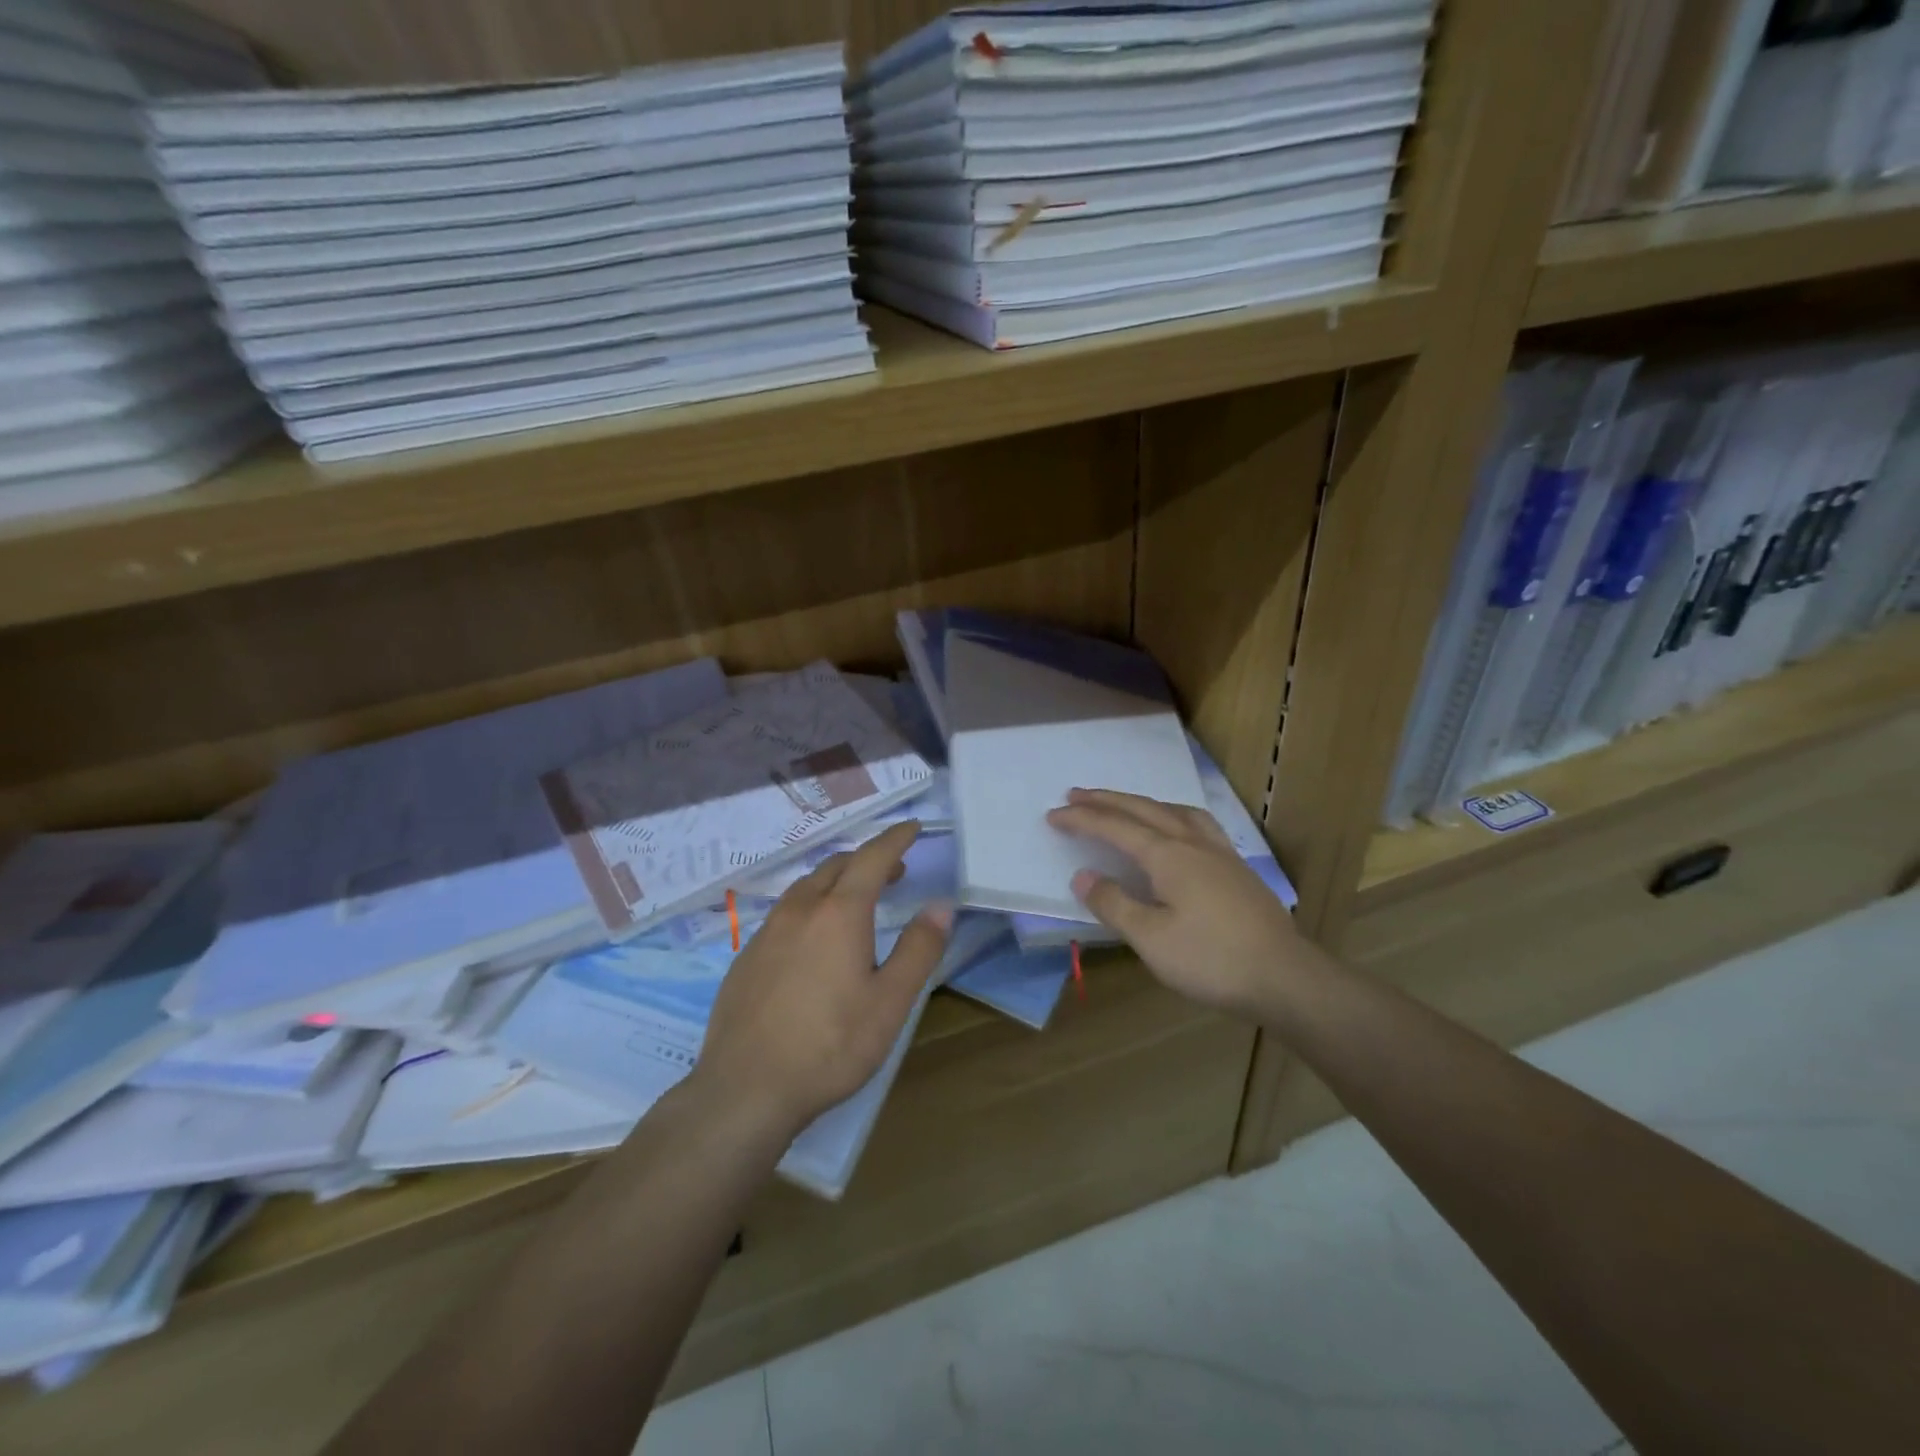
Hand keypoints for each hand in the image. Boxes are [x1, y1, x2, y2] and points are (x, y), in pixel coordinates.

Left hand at [694, 820, 951, 1135]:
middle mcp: (800, 910)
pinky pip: (785, 913)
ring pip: (806, 887)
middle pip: (836, 866)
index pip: (872, 858)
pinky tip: (813, 938)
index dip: (895, 839)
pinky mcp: (746, 956)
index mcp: (839, 913)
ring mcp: (767, 931)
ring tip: (855, 899)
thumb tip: (941, 905)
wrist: (745, 1089)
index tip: (912, 828)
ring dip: (837, 881)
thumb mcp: (890, 1002)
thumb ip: (919, 949)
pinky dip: (810, 906)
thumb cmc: (830, 1046)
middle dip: (867, 859)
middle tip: (893, 871)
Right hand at [1047, 789, 1311, 1019]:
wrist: (1285, 977)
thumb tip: (1083, 876)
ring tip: (1126, 805)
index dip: (1081, 819)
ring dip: (1142, 803)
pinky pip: (1197, 824)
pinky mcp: (1237, 868)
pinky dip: (1173, 815)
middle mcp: (1192, 842)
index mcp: (1168, 855)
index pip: (1115, 827)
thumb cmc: (1211, 959)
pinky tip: (1178, 832)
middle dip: (1106, 800)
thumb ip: (1114, 903)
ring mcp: (1219, 853)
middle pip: (1143, 809)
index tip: (1053, 814)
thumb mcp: (1151, 938)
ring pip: (1174, 811)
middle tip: (1076, 794)